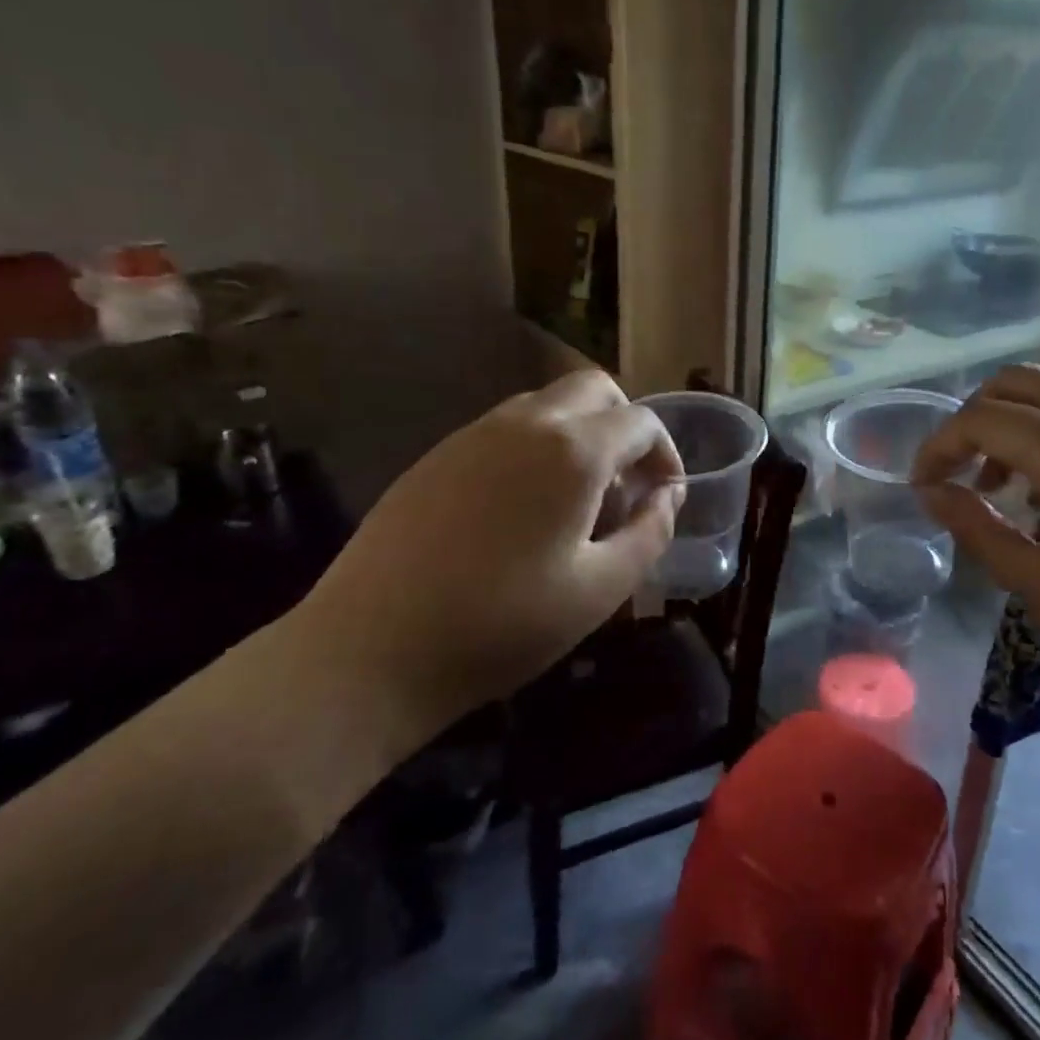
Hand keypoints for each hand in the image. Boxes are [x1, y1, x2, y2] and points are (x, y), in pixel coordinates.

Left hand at [294, 371, 683, 741]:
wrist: (371, 649)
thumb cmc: (502, 625)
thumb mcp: (599, 590)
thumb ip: (650, 534)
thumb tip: (669, 497)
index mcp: (573, 451)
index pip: (641, 421)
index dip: (666, 452)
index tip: (665, 495)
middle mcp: (525, 423)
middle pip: (594, 390)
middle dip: (625, 424)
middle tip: (627, 483)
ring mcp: (473, 434)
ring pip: (546, 404)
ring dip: (579, 433)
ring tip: (576, 500)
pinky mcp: (436, 455)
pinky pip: (504, 429)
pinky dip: (535, 447)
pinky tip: (521, 508)